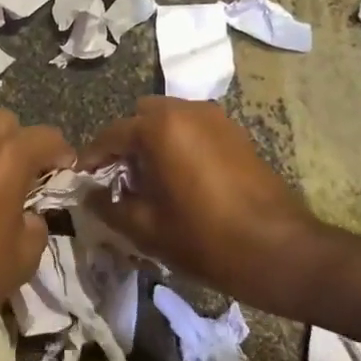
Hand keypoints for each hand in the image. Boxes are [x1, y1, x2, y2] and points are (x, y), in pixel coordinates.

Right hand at [82, 97, 317, 302]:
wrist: (278, 250)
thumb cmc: (204, 238)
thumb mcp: (146, 228)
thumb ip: (109, 206)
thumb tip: (89, 195)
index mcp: (160, 128)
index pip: (111, 134)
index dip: (92, 158)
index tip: (82, 179)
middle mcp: (187, 110)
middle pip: (142, 118)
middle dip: (126, 143)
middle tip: (120, 179)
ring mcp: (216, 119)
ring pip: (170, 120)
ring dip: (153, 142)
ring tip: (150, 181)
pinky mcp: (236, 133)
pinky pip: (194, 129)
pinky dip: (179, 144)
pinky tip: (181, 179)